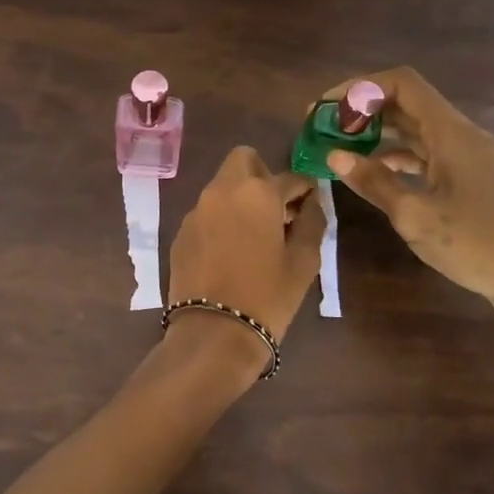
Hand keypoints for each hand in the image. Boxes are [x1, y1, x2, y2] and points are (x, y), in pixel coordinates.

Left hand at [163, 147, 324, 378]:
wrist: (213, 333)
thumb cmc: (268, 296)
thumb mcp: (303, 261)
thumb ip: (313, 223)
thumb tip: (312, 203)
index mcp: (257, 193)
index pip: (290, 177)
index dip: (305, 188)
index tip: (312, 202)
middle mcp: (221, 191)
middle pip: (243, 160)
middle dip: (263, 174)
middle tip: (277, 208)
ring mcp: (196, 211)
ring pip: (222, 186)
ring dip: (240, 198)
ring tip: (255, 233)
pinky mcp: (180, 233)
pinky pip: (206, 213)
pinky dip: (221, 220)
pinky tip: (230, 251)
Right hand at [318, 67, 493, 361]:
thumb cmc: (479, 245)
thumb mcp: (416, 216)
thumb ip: (374, 182)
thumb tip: (334, 156)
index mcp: (451, 133)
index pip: (402, 83)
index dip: (360, 88)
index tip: (325, 109)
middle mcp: (461, 136)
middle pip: (407, 104)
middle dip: (363, 112)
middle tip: (323, 132)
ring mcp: (470, 158)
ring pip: (416, 132)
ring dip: (378, 136)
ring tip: (340, 153)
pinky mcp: (473, 181)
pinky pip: (428, 156)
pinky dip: (398, 159)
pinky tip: (375, 177)